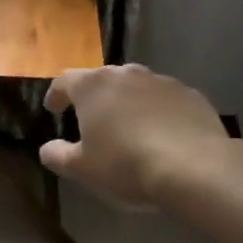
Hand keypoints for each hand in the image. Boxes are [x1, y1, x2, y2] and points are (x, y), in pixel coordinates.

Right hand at [40, 65, 229, 207]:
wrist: (195, 168)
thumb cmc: (126, 165)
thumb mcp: (81, 168)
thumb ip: (57, 155)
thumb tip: (47, 148)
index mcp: (93, 86)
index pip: (65, 81)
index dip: (56, 95)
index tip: (53, 109)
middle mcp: (126, 74)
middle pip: (102, 80)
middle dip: (94, 97)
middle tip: (92, 119)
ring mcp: (162, 82)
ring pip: (136, 88)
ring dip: (128, 103)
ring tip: (129, 128)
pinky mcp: (192, 95)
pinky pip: (166, 101)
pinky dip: (158, 112)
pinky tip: (162, 135)